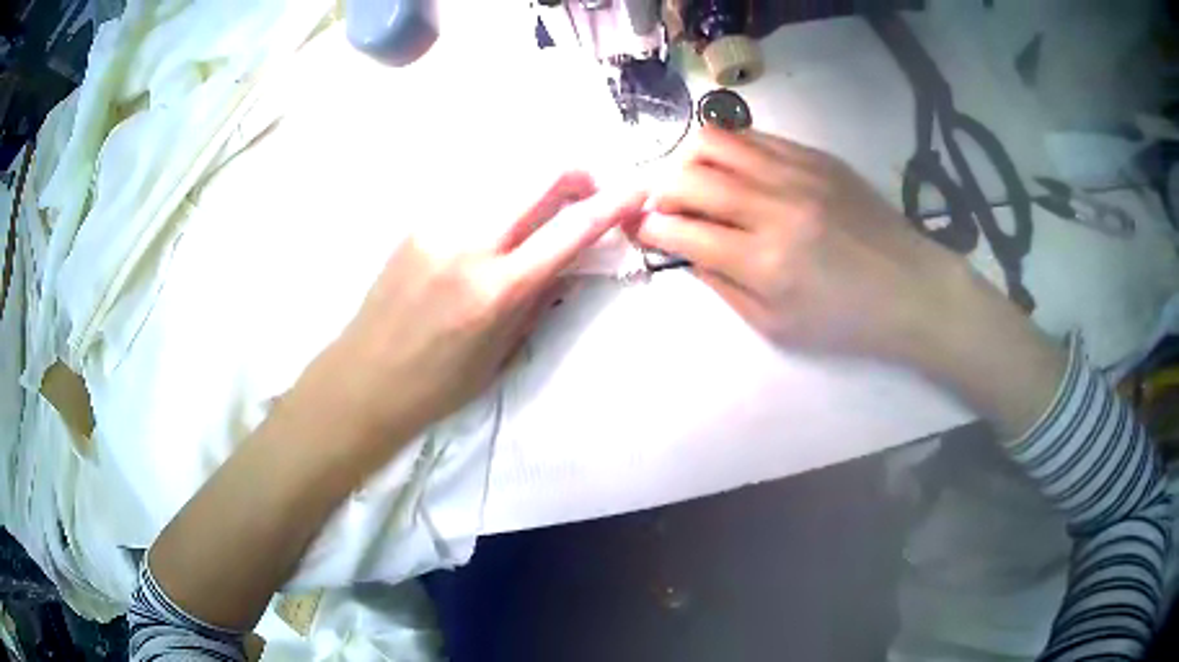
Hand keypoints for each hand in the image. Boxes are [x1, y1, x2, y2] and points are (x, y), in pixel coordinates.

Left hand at [302, 172, 644, 455]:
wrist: (364, 378)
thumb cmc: (438, 384)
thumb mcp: (502, 352)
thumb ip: (539, 297)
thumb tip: (570, 260)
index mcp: (497, 290)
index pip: (571, 231)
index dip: (613, 204)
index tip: (638, 189)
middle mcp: (468, 244)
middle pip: (539, 177)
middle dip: (576, 175)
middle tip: (588, 192)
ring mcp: (437, 226)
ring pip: (505, 179)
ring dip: (535, 188)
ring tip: (537, 215)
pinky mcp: (417, 223)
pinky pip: (472, 196)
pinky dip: (497, 203)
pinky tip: (491, 229)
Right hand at [636, 127, 961, 359]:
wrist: (910, 287)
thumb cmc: (845, 320)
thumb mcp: (777, 326)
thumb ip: (724, 285)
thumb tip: (686, 250)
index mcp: (764, 261)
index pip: (681, 231)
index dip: (650, 228)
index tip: (642, 228)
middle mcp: (774, 207)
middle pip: (688, 177)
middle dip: (659, 191)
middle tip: (665, 207)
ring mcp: (797, 173)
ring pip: (715, 142)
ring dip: (689, 161)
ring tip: (695, 181)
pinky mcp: (815, 156)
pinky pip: (753, 136)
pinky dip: (728, 149)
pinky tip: (734, 170)